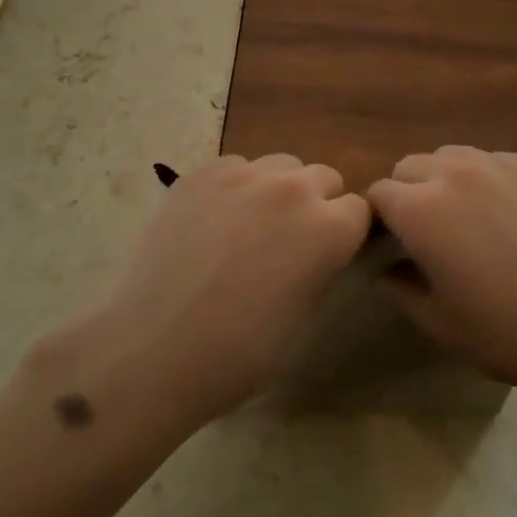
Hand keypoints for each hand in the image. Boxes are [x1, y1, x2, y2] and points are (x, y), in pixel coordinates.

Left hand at [68, 155, 370, 425]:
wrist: (157, 349)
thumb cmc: (242, 350)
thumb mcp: (307, 314)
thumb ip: (325, 265)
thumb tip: (324, 249)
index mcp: (328, 227)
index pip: (359, 209)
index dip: (346, 233)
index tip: (329, 254)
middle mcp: (292, 188)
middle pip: (324, 177)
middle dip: (317, 204)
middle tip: (289, 240)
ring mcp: (242, 175)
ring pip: (280, 165)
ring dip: (278, 189)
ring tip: (250, 226)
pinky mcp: (201, 173)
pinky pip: (235, 166)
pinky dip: (236, 187)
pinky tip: (214, 221)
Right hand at [367, 146, 516, 408]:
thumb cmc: (514, 333)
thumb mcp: (442, 325)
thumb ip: (400, 290)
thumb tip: (385, 270)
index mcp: (422, 208)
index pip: (378, 194)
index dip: (377, 220)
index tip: (389, 247)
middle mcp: (457, 171)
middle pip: (412, 166)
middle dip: (407, 194)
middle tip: (428, 237)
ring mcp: (504, 163)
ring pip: (456, 157)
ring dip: (447, 182)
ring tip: (472, 223)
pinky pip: (499, 164)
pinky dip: (491, 183)